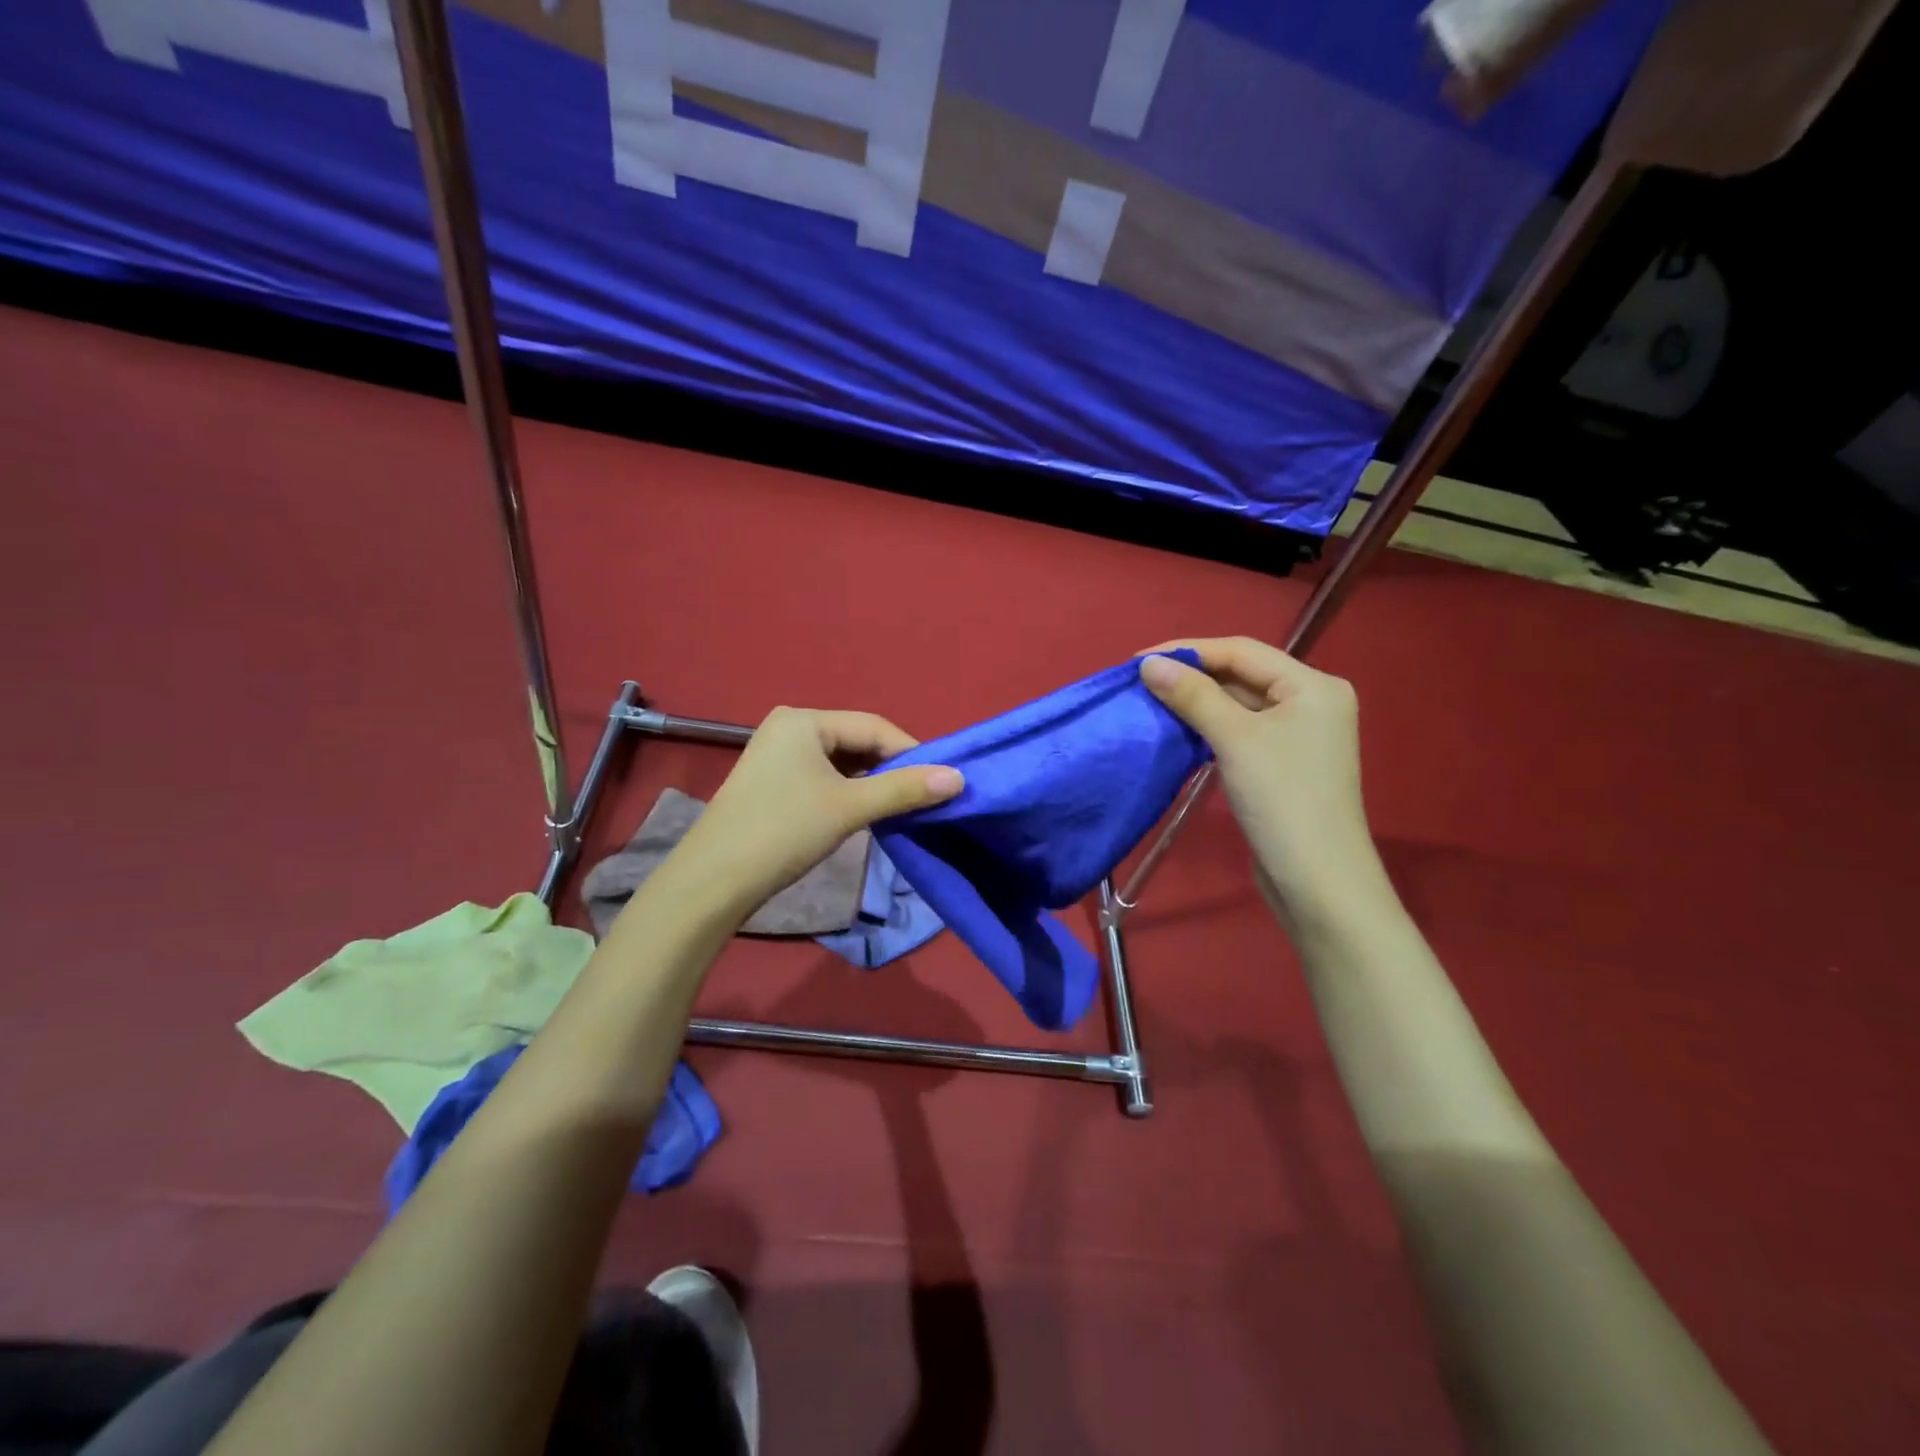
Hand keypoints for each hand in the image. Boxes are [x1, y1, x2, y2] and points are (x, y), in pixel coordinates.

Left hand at [672, 707, 962, 919]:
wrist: (713, 881)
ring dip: (872, 783)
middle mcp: (790, 728)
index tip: (942, 780)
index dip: (911, 752)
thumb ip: (904, 789)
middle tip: (924, 797)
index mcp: (804, 720)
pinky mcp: (773, 783)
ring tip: (900, 807)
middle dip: (891, 769)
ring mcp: (777, 756)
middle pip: (857, 742)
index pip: (874, 726)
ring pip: (842, 763)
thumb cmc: (784, 831)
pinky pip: (824, 778)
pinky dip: (849, 793)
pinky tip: (866, 813)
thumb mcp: (850, 807)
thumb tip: (959, 778)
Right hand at [1139, 638, 1383, 917]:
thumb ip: (1193, 695)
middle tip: (1140, 682)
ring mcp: (1298, 735)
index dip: (1188, 650)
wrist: (1318, 881)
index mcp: (1313, 685)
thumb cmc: (1282, 799)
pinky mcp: (1283, 764)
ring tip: (1151, 701)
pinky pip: (1240, 731)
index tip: (1138, 661)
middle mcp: (1311, 702)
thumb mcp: (1235, 739)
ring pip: (1239, 704)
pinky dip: (1209, 727)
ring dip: (1197, 702)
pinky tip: (1178, 729)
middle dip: (1192, 676)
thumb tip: (1149, 664)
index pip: (1242, 651)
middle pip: (1242, 675)